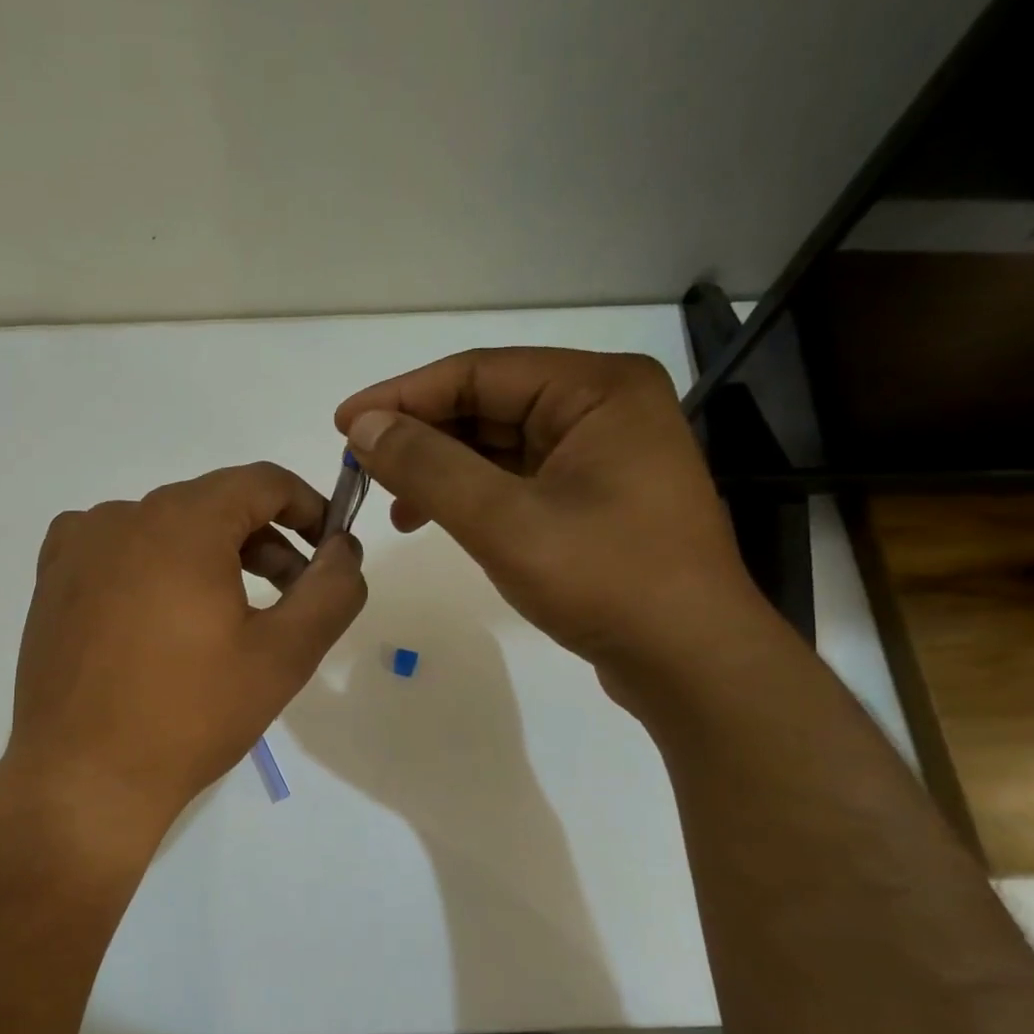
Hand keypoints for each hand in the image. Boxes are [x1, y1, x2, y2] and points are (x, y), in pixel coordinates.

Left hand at [2, 462, 365, 849]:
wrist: (83, 780)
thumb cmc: (191, 715)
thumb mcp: (284, 655)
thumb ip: (331, 590)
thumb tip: (345, 549)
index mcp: (182, 522)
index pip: (262, 482)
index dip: (308, 508)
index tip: (329, 552)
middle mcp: (123, 515)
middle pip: (213, 505)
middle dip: (264, 542)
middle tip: (290, 599)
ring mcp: (78, 546)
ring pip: (165, 528)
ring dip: (210, 557)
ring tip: (227, 618)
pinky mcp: (52, 580)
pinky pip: (117, 549)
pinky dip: (154, 567)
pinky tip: (160, 616)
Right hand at [335, 347, 763, 686]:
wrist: (690, 661)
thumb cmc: (605, 580)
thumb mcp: (504, 521)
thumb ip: (429, 467)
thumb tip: (364, 426)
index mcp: (596, 389)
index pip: (479, 372)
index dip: (403, 396)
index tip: (343, 424)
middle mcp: (603, 408)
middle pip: (489, 404)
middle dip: (421, 436)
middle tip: (360, 467)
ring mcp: (603, 455)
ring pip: (500, 445)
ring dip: (442, 469)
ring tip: (393, 504)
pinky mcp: (595, 498)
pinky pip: (517, 479)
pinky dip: (471, 495)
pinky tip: (435, 520)